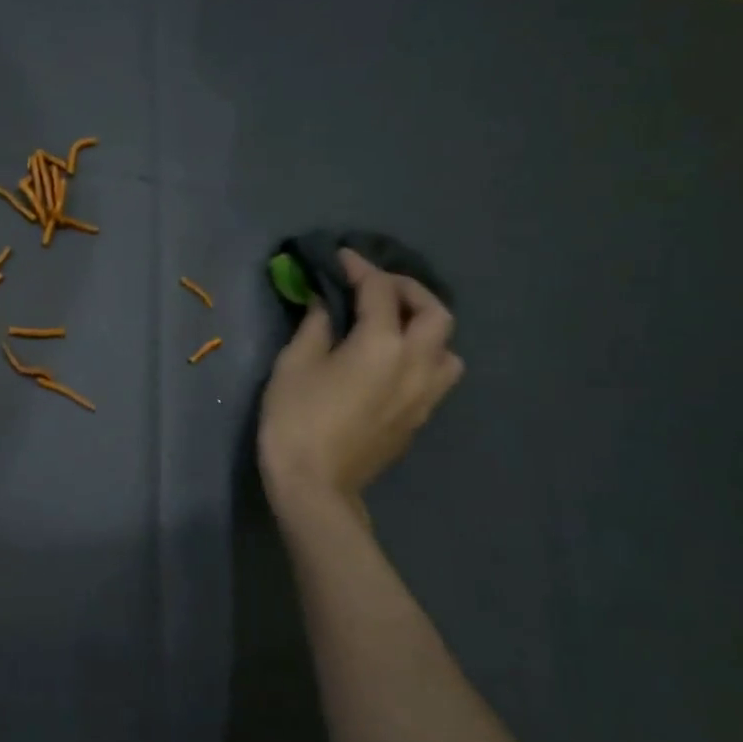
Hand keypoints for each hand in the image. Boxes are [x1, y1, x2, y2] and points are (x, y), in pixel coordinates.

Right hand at [258, 251, 462, 514]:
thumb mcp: (294, 363)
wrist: (315, 485)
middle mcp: (415, 364)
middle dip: (408, 290)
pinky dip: (422, 355)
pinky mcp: (420, 417)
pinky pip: (436, 374)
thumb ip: (315, 325)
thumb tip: (324, 302)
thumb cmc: (296, 419)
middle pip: (434, 313)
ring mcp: (424, 394)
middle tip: (377, 286)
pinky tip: (392, 360)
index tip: (340, 257)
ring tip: (395, 325)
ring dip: (426, 327)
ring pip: (448, 348)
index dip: (359, 268)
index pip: (379, 291)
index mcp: (382, 345)